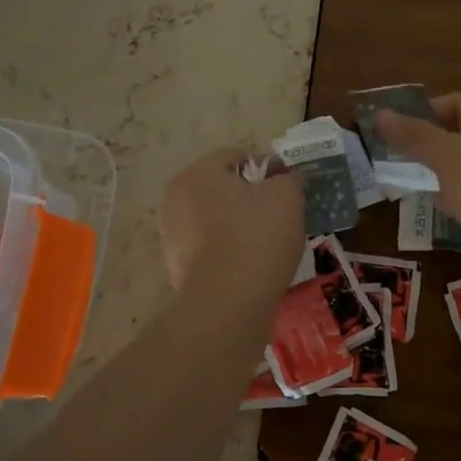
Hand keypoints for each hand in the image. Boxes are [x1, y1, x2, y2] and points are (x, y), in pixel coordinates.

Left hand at [156, 148, 303, 298]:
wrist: (229, 302)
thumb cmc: (257, 235)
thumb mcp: (287, 196)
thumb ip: (289, 179)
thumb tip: (287, 179)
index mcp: (197, 173)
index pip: (237, 157)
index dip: (268, 169)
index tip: (289, 188)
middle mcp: (175, 199)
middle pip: (222, 189)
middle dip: (250, 198)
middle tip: (280, 215)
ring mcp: (171, 236)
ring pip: (214, 220)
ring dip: (238, 226)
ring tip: (268, 244)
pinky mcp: (177, 269)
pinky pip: (210, 250)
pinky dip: (229, 253)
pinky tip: (250, 266)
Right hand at [375, 95, 460, 277]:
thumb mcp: (449, 158)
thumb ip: (414, 135)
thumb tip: (380, 113)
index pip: (457, 102)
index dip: (421, 112)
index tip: (388, 132)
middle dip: (425, 145)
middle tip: (389, 159)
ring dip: (437, 174)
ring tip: (403, 184)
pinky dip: (454, 200)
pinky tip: (435, 211)